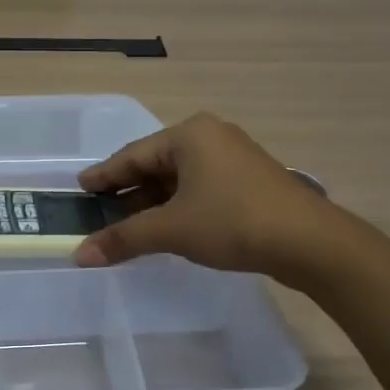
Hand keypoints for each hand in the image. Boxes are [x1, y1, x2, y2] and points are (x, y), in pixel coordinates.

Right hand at [73, 113, 337, 278]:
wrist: (310, 242)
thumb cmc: (233, 222)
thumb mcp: (172, 230)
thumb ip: (124, 238)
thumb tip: (79, 255)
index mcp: (189, 135)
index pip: (133, 155)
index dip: (104, 175)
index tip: (80, 189)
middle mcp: (210, 136)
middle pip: (156, 164)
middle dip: (128, 192)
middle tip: (101, 213)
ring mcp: (234, 157)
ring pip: (179, 178)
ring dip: (154, 202)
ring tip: (130, 226)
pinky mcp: (249, 180)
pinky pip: (200, 187)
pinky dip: (179, 206)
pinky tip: (169, 227)